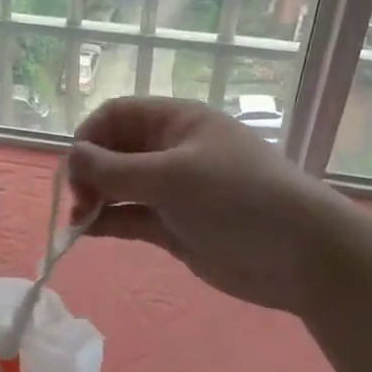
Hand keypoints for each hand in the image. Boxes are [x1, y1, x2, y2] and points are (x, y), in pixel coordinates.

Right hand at [68, 97, 351, 316]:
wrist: (301, 256)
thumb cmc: (238, 198)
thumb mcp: (173, 176)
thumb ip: (116, 169)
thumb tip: (71, 157)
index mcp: (176, 122)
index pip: (116, 115)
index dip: (89, 136)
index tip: (75, 168)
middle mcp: (170, 151)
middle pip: (113, 151)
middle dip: (89, 171)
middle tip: (79, 201)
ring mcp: (172, 190)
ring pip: (118, 186)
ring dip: (94, 199)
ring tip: (80, 221)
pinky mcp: (173, 227)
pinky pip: (130, 217)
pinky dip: (107, 222)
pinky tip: (87, 233)